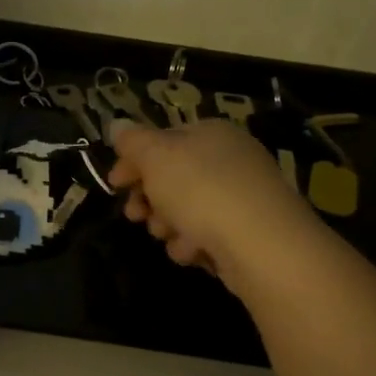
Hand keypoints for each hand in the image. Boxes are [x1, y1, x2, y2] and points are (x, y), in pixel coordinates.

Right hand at [108, 120, 321, 291]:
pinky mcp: (247, 233)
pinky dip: (192, 244)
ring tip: (167, 234)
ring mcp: (241, 197)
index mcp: (210, 133)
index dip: (132, 160)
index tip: (114, 184)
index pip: (162, 140)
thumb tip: (118, 124)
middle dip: (149, 198)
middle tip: (135, 214)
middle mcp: (229, 159)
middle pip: (172, 178)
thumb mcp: (156, 156)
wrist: (261, 244)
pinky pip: (206, 235)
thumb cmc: (201, 190)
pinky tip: (192, 251)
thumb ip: (133, 141)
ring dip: (167, 225)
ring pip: (185, 210)